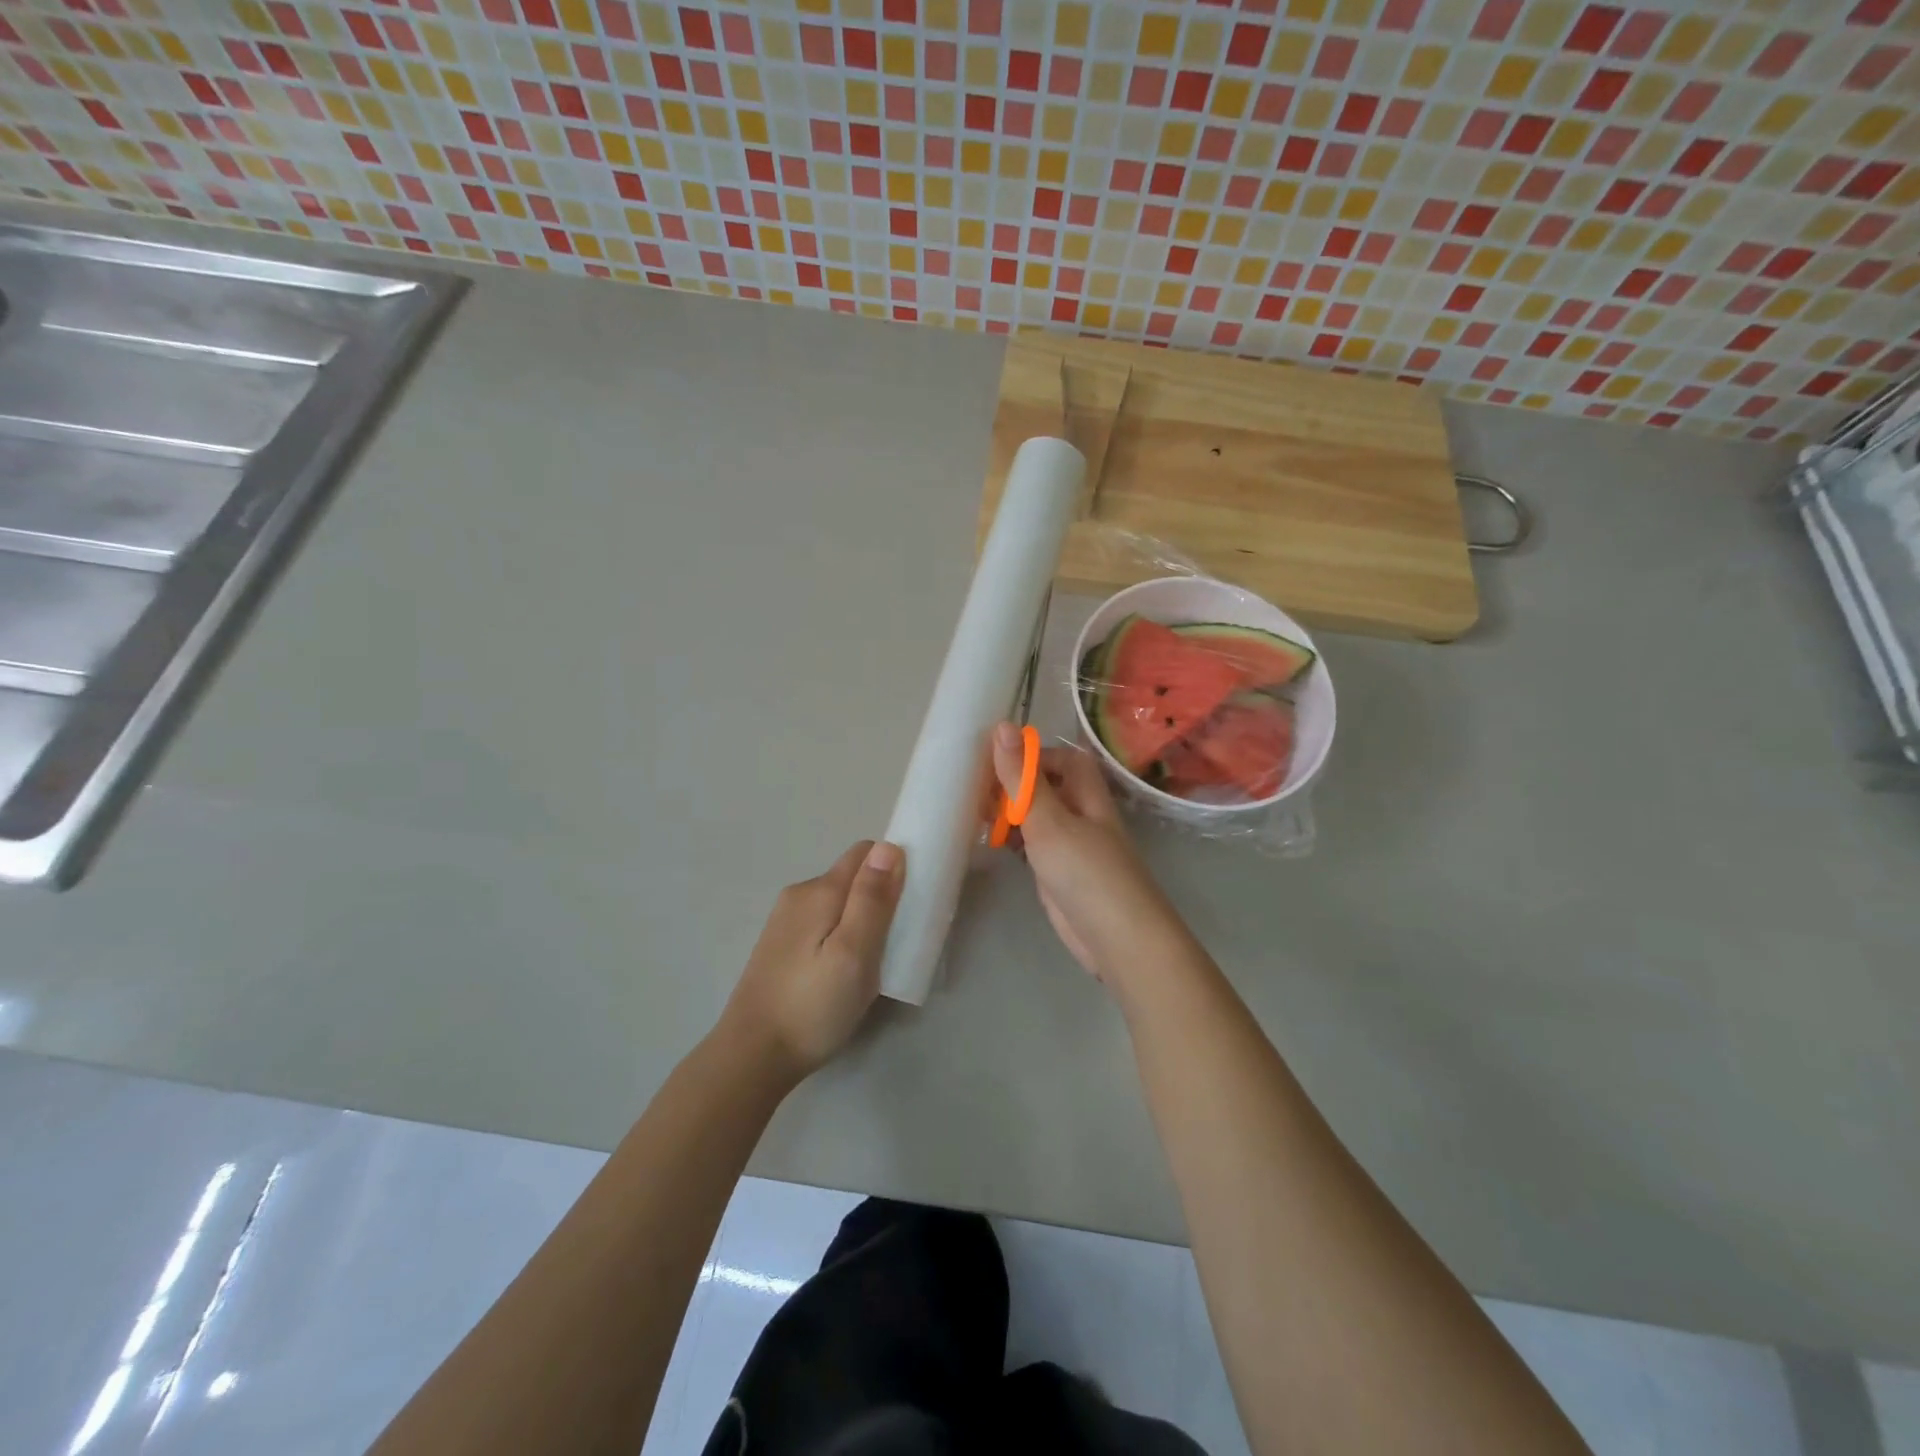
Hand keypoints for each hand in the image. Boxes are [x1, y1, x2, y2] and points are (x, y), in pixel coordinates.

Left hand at [718, 840, 904, 1084]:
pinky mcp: (780, 945)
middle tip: (897, 940)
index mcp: (820, 890)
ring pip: (837, 902)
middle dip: (879, 896)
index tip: (912, 902)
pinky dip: (841, 934)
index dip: (893, 867)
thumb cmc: (813, 1006)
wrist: (752, 1056)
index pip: (865, 852)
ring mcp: (785, 920)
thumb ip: (871, 899)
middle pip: (851, 876)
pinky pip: (822, 922)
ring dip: (861, 918)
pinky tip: (843, 970)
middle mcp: (799, 895)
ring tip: (873, 961)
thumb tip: (888, 846)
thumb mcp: (854, 953)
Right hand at [991, 722, 1189, 987]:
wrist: (1116, 939)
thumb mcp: (1048, 820)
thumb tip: (1003, 726)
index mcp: (1087, 794)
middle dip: (1015, 784)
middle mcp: (1082, 815)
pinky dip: (1014, 840)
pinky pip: (1034, 846)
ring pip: (1038, 817)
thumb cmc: (1086, 871)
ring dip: (1011, 813)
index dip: (1034, 755)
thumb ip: (1022, 778)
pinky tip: (992, 844)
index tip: (997, 762)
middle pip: (1048, 787)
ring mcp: (1072, 847)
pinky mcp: (1059, 874)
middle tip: (976, 790)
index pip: (1064, 759)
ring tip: (975, 814)